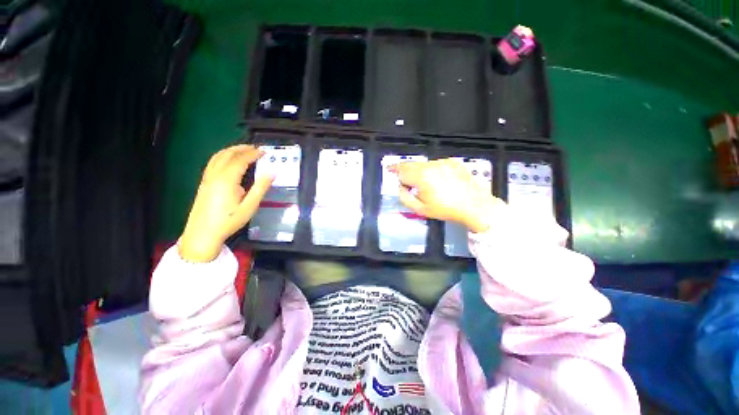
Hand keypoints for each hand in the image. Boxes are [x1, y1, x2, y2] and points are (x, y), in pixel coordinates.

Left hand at [178, 145, 273, 261]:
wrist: (203, 234)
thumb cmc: (229, 221)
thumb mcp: (250, 206)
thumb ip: (261, 188)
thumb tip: (272, 173)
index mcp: (227, 180)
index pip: (241, 160)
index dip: (253, 154)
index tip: (264, 151)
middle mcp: (215, 175)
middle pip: (227, 155)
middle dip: (242, 148)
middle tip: (255, 148)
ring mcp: (207, 178)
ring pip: (218, 157)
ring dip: (231, 150)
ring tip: (243, 150)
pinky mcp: (204, 183)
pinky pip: (213, 163)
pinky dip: (222, 156)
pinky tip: (228, 161)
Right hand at [391, 158, 503, 232]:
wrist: (474, 205)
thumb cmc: (446, 209)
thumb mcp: (421, 209)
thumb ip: (405, 198)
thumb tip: (401, 187)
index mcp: (422, 177)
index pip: (402, 170)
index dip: (394, 169)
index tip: (389, 169)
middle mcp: (431, 166)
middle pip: (411, 164)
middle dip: (405, 170)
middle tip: (404, 178)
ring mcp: (443, 162)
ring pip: (423, 164)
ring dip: (419, 171)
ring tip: (424, 185)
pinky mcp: (452, 162)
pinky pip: (436, 164)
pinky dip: (431, 170)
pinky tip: (437, 181)